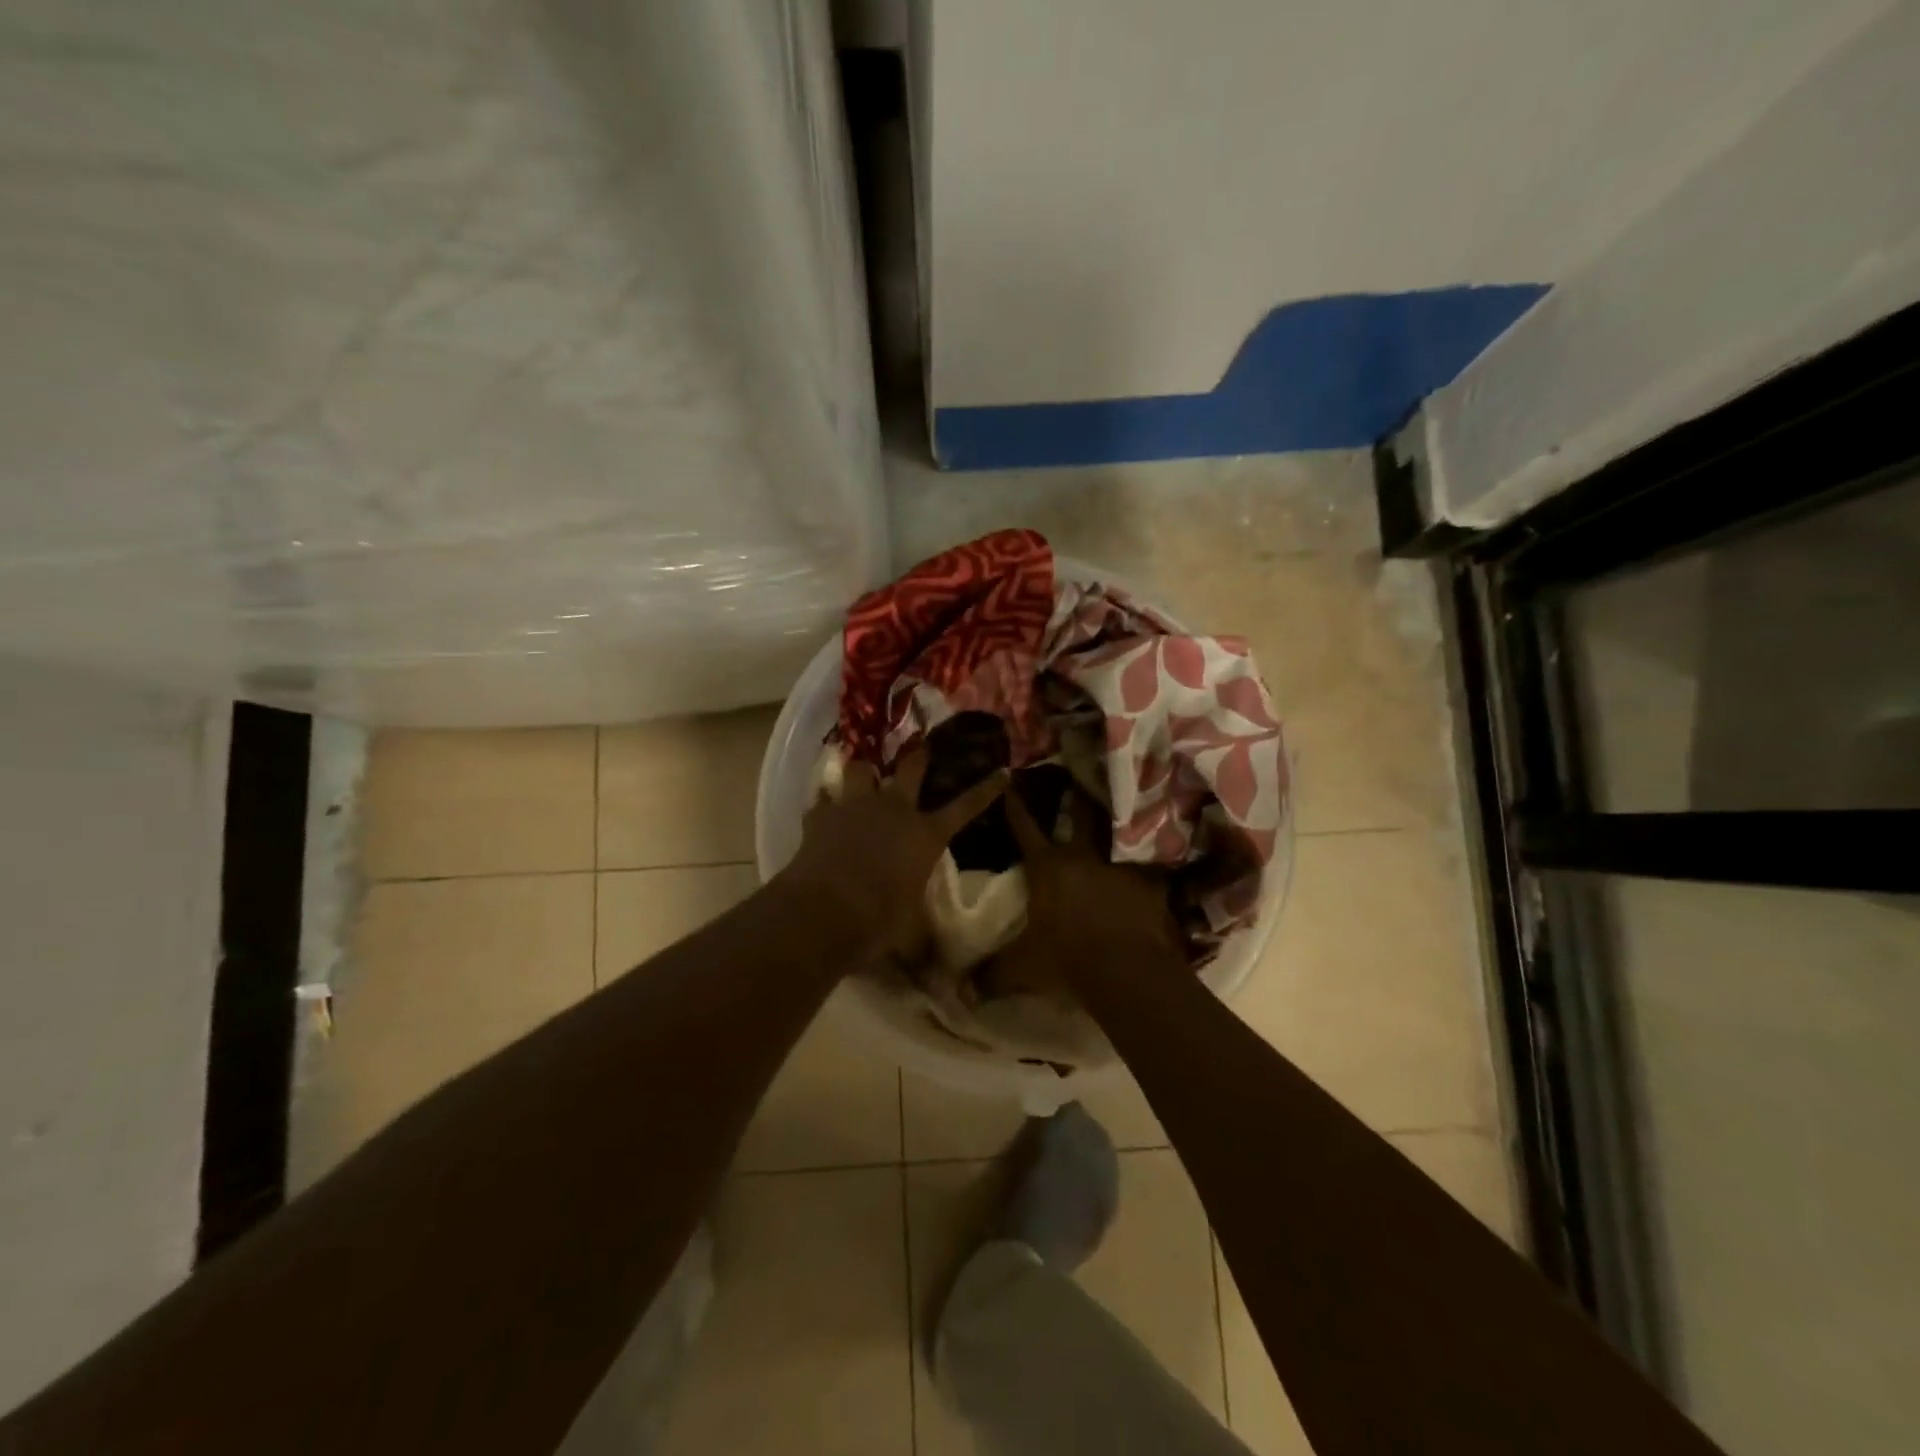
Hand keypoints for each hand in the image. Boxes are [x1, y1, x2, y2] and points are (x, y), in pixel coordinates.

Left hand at [779, 746, 1007, 957]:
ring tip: (864, 770)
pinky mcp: (821, 815)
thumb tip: (946, 988)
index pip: (965, 807)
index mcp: (925, 834)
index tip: (1002, 772)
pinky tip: (824, 805)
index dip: (986, 790)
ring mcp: (855, 807)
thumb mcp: (910, 937)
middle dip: (919, 756)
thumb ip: (926, 949)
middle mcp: (894, 810)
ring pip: (862, 770)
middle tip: (921, 745)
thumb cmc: (879, 920)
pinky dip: (825, 801)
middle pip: (911, 769)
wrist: (824, 909)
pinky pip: (823, 798)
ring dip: (864, 770)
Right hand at [993, 790, 1185, 998]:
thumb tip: (960, 994)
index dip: (1016, 806)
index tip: (1012, 782)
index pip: (1025, 829)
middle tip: (1080, 774)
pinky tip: (1154, 859)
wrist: (1127, 972)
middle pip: (1081, 813)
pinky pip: (1150, 865)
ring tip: (1122, 807)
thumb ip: (991, 976)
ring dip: (1117, 822)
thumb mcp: (1022, 970)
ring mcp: (1121, 865)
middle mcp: (1084, 857)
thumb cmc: (1067, 961)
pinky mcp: (1151, 883)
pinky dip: (1148, 863)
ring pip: (1118, 832)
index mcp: (1048, 868)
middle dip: (1078, 794)